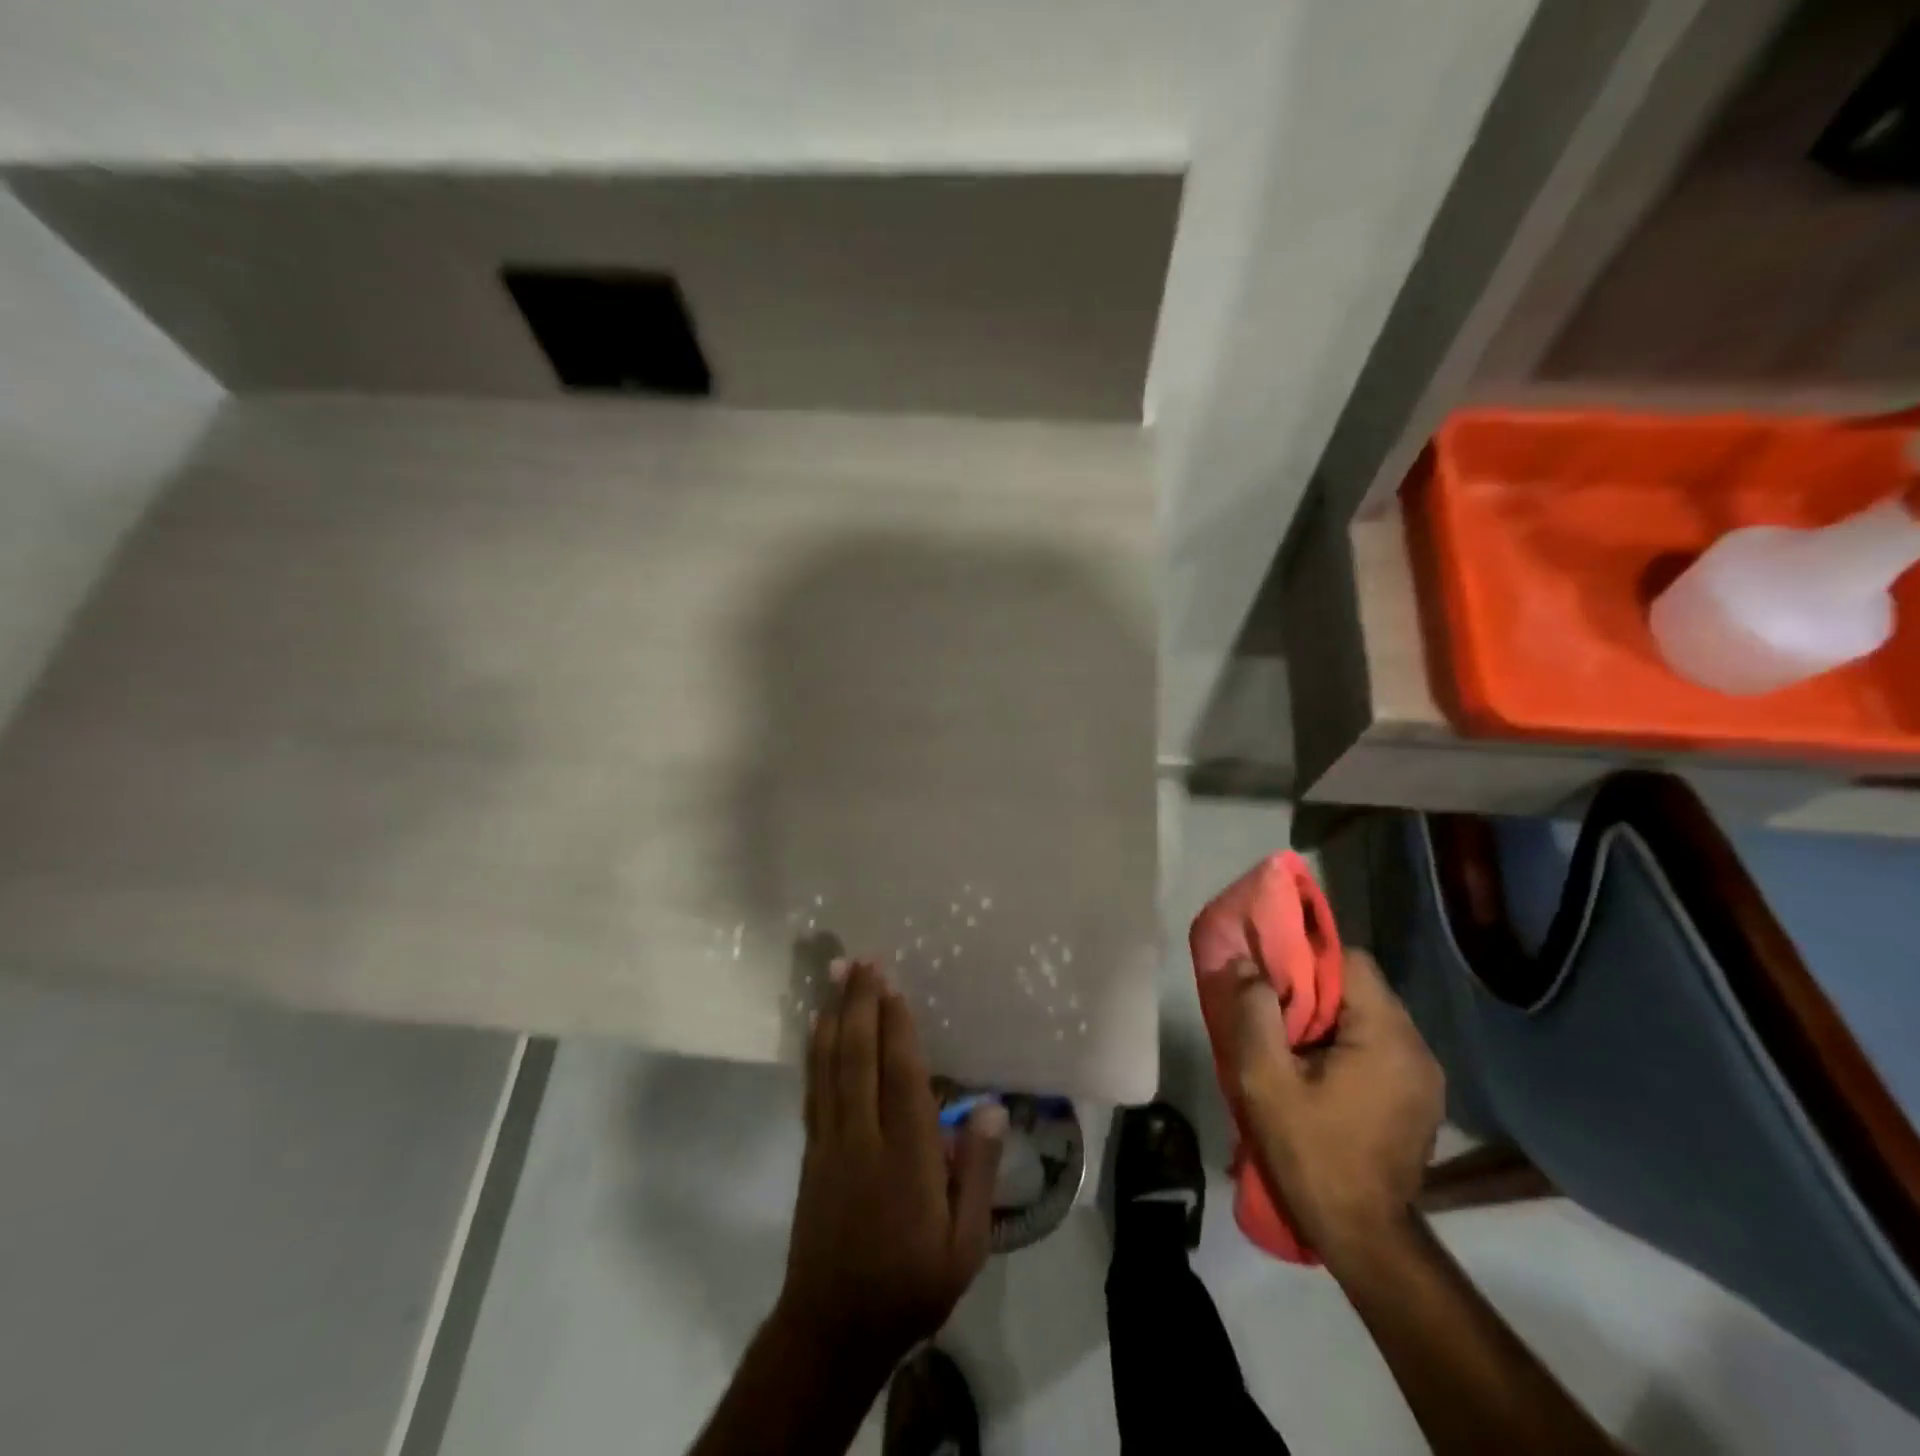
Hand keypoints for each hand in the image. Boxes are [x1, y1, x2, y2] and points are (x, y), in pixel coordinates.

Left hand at [775, 958, 1005, 1373]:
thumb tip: (991, 1109)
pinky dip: (815, 1051)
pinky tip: (816, 1027)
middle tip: (860, 961)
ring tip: (835, 975)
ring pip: (830, 1066)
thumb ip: (976, 1174)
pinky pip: (814, 1089)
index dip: (895, 1026)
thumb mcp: (965, 1245)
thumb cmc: (910, 1284)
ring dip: (834, 1016)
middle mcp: (863, 1138)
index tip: (892, 984)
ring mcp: (830, 1142)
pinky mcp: (811, 1152)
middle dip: (859, 1004)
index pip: (900, 1077)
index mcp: (905, 1157)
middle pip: (858, 1058)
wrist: (833, 1329)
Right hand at [1227, 948, 1443, 1267]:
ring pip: (1369, 1016)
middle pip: (1361, 987)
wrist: (1363, 1235)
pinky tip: (1319, 1071)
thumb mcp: (1265, 1080)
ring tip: (1291, 1042)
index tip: (1271, 975)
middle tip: (1273, 1010)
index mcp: (1388, 1036)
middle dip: (1314, 990)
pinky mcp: (1419, 1097)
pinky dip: (1347, 1043)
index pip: (1350, 961)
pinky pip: (1379, 1045)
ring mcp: (1424, 1075)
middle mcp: (1417, 1047)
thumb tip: (1244, 963)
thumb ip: (1253, 1013)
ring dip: (1329, 1018)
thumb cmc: (1311, 1152)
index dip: (1306, 958)